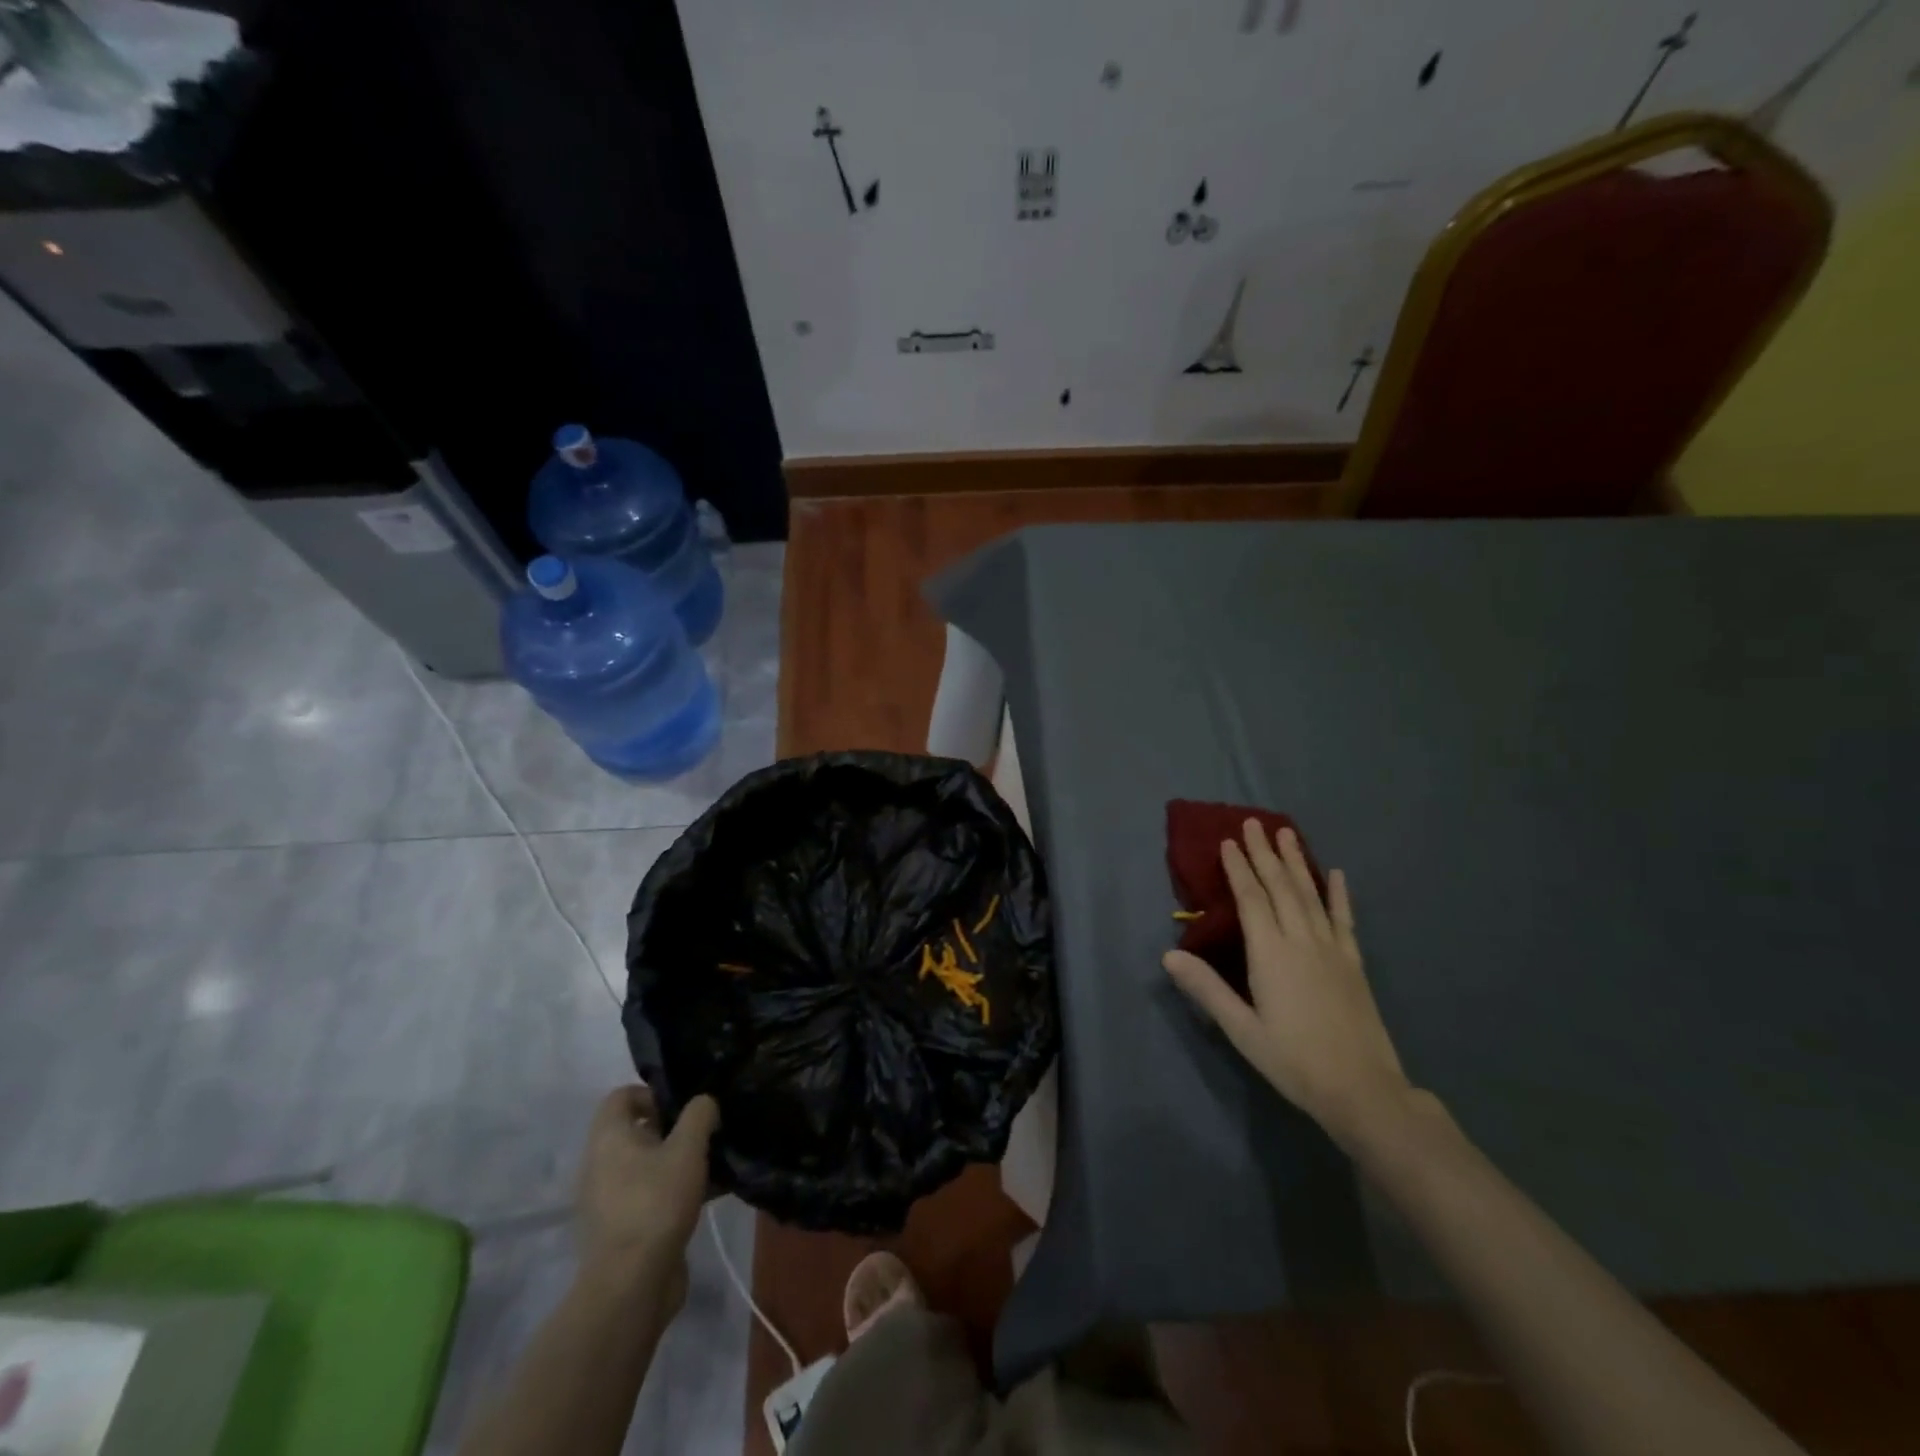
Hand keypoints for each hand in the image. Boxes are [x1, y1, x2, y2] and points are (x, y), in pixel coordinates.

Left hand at [577, 1085, 717, 1307]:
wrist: (631, 1286)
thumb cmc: (656, 1203)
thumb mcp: (687, 1148)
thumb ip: (699, 1114)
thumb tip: (703, 1103)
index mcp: (608, 1139)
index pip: (621, 1097)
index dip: (653, 1093)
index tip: (683, 1108)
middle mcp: (601, 1165)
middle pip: (637, 1131)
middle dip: (674, 1129)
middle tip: (705, 1134)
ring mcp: (608, 1200)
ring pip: (647, 1166)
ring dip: (678, 1161)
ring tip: (713, 1165)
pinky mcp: (622, 1230)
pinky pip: (650, 1195)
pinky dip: (675, 1191)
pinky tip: (710, 1196)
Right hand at [1163, 821, 1411, 1148]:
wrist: (1363, 1091)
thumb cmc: (1293, 1061)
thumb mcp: (1242, 1030)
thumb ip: (1207, 990)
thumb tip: (1168, 956)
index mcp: (1271, 954)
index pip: (1251, 899)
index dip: (1239, 869)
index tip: (1228, 842)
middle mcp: (1302, 941)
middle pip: (1280, 887)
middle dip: (1265, 853)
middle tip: (1253, 823)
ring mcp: (1332, 949)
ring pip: (1310, 895)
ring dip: (1296, 862)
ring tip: (1287, 833)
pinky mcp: (1353, 962)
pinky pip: (1343, 919)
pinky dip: (1339, 894)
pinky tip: (1336, 873)